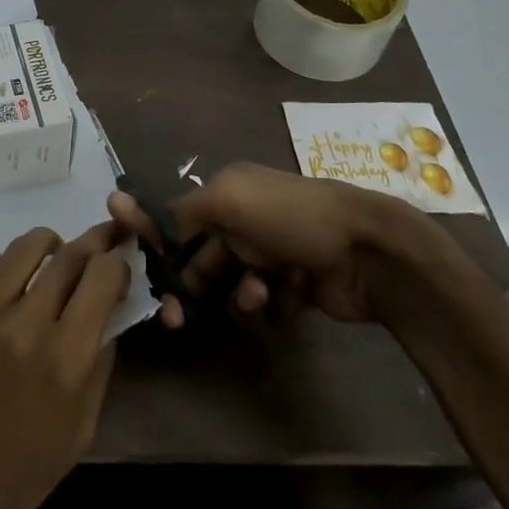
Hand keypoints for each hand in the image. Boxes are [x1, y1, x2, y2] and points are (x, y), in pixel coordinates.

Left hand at [0, 221, 130, 508]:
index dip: (116, 264)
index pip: (103, 276)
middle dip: (89, 248)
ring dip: (45, 245)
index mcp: (67, 359)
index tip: (115, 269)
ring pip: (22, 248)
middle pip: (69, 256)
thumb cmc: (18, 476)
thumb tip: (108, 312)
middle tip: (91, 252)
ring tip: (47, 258)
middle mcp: (26, 327)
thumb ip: (98, 365)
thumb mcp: (80, 430)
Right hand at [107, 161, 448, 328]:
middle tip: (174, 316)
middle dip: (189, 285)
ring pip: (231, 287)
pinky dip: (271, 304)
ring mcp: (272, 255)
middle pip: (201, 260)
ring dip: (238, 294)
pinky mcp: (295, 288)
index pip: (181, 219)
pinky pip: (264, 306)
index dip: (159, 244)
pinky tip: (286, 295)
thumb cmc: (290, 216)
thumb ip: (184, 210)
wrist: (365, 251)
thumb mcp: (228, 197)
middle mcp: (247, 221)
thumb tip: (155, 225)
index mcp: (230, 192)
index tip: (143, 273)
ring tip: (258, 293)